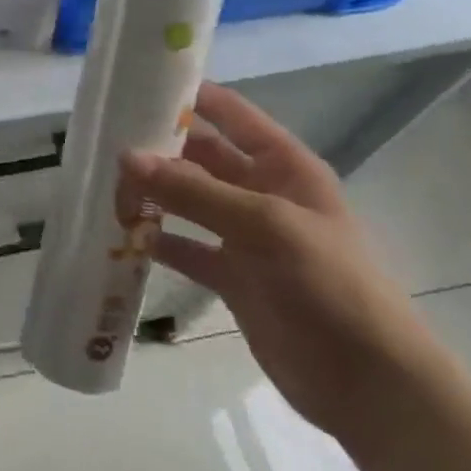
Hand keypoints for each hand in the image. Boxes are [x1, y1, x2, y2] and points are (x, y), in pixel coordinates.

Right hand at [119, 82, 448, 443]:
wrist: (369, 386)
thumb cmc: (331, 288)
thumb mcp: (267, 227)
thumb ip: (195, 192)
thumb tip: (127, 156)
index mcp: (284, 167)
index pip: (230, 114)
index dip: (189, 95)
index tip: (135, 85)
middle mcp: (261, 193)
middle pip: (199, 157)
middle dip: (156, 149)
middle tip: (101, 142)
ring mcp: (245, 236)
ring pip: (186, 201)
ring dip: (150, 194)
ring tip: (104, 187)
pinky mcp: (231, 276)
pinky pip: (184, 248)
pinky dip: (155, 242)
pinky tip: (121, 238)